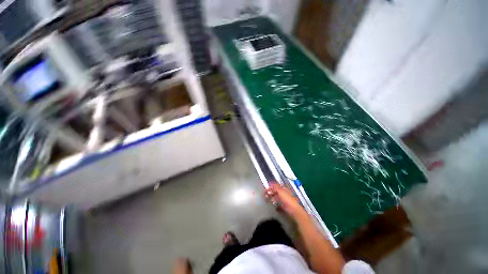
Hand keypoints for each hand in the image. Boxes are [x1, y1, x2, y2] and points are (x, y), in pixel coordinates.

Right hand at [265, 183, 306, 218]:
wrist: (293, 210)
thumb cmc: (287, 199)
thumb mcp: (280, 191)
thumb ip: (275, 187)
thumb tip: (271, 183)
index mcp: (284, 189)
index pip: (277, 186)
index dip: (271, 187)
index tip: (266, 188)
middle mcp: (285, 194)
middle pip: (276, 192)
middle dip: (271, 192)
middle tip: (265, 194)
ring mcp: (285, 200)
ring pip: (277, 198)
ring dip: (272, 198)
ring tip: (267, 199)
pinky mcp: (285, 207)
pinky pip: (279, 205)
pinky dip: (276, 206)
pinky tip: (274, 207)